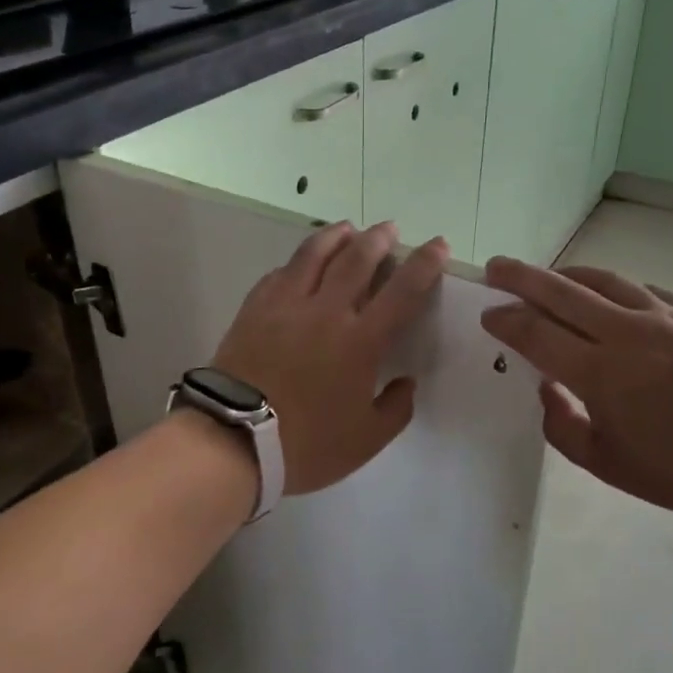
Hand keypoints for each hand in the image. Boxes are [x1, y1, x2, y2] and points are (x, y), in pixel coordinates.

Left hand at [212, 222, 448, 496]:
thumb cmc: (307, 443)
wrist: (235, 440)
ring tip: (347, 229)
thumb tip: (405, 383)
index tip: (438, 245)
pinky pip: (280, 274)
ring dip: (335, 236)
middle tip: (389, 229)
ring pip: (314, 255)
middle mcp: (326, 311)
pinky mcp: (254, 310)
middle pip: (357, 259)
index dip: (424, 264)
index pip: (402, 290)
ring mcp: (286, 306)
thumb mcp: (366, 440)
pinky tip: (299, 264)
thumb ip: (395, 409)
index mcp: (360, 341)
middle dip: (378, 239)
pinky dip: (297, 262)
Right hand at [480, 257, 672, 537]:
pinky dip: (618, 290)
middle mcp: (629, 334)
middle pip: (562, 292)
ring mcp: (668, 319)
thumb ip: (563, 427)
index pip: (537, 333)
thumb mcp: (608, 466)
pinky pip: (646, 291)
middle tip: (496, 266)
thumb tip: (548, 390)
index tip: (488, 315)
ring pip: (606, 281)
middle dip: (522, 277)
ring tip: (550, 278)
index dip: (506, 321)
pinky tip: (614, 299)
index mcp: (602, 374)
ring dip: (568, 275)